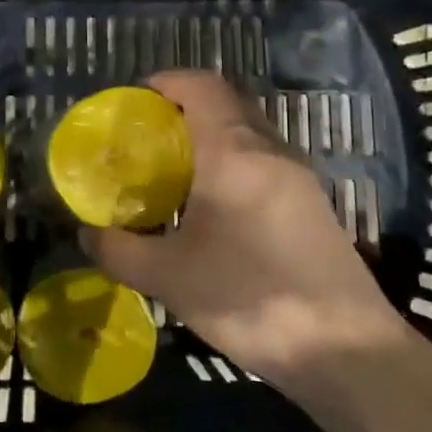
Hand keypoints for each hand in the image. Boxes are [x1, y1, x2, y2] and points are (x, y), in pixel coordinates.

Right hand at [82, 71, 402, 385]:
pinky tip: (213, 208)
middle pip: (227, 103)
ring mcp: (298, 177)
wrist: (345, 349)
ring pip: (249, 133)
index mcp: (233, 152)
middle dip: (185, 108)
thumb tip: (86, 233)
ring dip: (211, 136)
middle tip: (148, 137)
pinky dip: (233, 163)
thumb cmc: (249, 297)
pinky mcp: (312, 205)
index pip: (202, 86)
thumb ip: (118, 250)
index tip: (135, 100)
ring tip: (174, 171)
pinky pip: (264, 162)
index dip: (167, 82)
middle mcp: (270, 151)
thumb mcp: (168, 278)